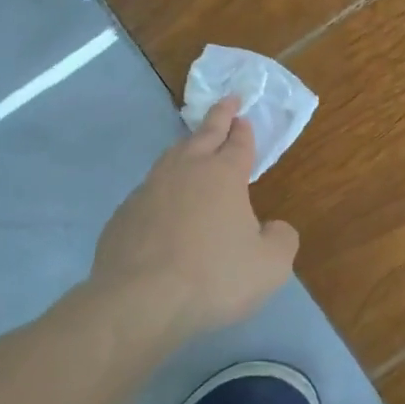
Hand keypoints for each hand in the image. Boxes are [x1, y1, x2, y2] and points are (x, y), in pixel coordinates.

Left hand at [88, 96, 299, 337]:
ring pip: (171, 158)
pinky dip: (162, 190)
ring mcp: (149, 190)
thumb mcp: (270, 266)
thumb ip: (281, 240)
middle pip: (204, 135)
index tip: (244, 117)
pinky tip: (163, 205)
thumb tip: (274, 228)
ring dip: (187, 148)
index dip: (243, 130)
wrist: (140, 301)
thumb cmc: (214, 277)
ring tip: (193, 147)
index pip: (238, 143)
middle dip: (218, 117)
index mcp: (224, 175)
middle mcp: (186, 172)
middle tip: (226, 102)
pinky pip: (148, 192)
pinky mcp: (123, 215)